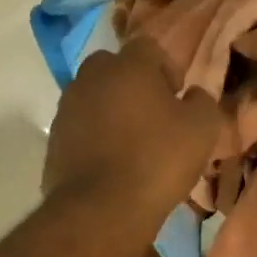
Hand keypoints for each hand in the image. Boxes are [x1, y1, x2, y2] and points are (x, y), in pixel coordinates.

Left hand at [43, 38, 221, 218]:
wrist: (101, 209)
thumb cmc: (158, 161)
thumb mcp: (202, 130)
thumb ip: (202, 102)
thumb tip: (192, 94)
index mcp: (128, 67)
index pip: (148, 47)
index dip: (167, 69)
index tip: (177, 97)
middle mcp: (91, 77)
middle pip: (114, 68)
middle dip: (134, 85)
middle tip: (153, 116)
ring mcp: (67, 108)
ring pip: (94, 97)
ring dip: (112, 110)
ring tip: (131, 143)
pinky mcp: (54, 139)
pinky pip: (80, 127)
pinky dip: (94, 136)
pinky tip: (111, 163)